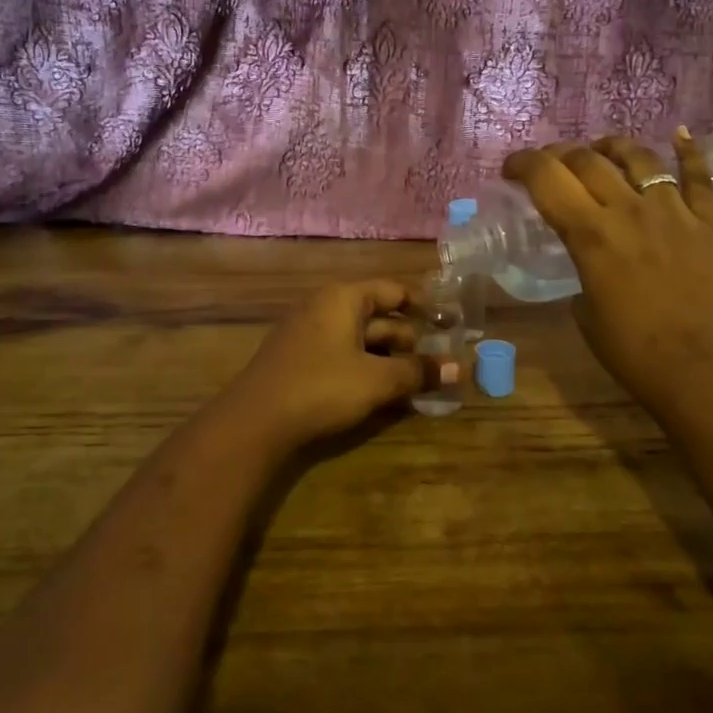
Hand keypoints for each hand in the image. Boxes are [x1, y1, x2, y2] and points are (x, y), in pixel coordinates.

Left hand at [211, 279, 453, 452]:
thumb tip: (459, 369)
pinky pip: (343, 354)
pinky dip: (367, 367)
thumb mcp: (376, 380)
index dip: (425, 305)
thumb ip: (418, 372)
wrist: (254, 422)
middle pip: (378, 316)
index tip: (451, 322)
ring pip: (360, 339)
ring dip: (390, 357)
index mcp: (344, 298)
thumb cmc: (321, 387)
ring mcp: (308, 333)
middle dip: (409, 338)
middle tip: (440, 360)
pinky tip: (384, 391)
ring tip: (419, 380)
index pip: (393, 290)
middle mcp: (325, 307)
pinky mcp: (299, 360)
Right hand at [502, 129, 712, 419]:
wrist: (700, 372)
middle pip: (587, 160)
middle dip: (560, 154)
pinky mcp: (710, 222)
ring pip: (640, 157)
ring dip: (613, 147)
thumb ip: (581, 269)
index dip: (523, 164)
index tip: (511, 168)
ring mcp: (674, 211)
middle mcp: (629, 210)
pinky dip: (689, 151)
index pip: (546, 179)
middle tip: (552, 163)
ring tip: (602, 149)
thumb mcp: (583, 311)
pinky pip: (700, 176)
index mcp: (590, 235)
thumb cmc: (631, 352)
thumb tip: (588, 257)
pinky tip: (680, 133)